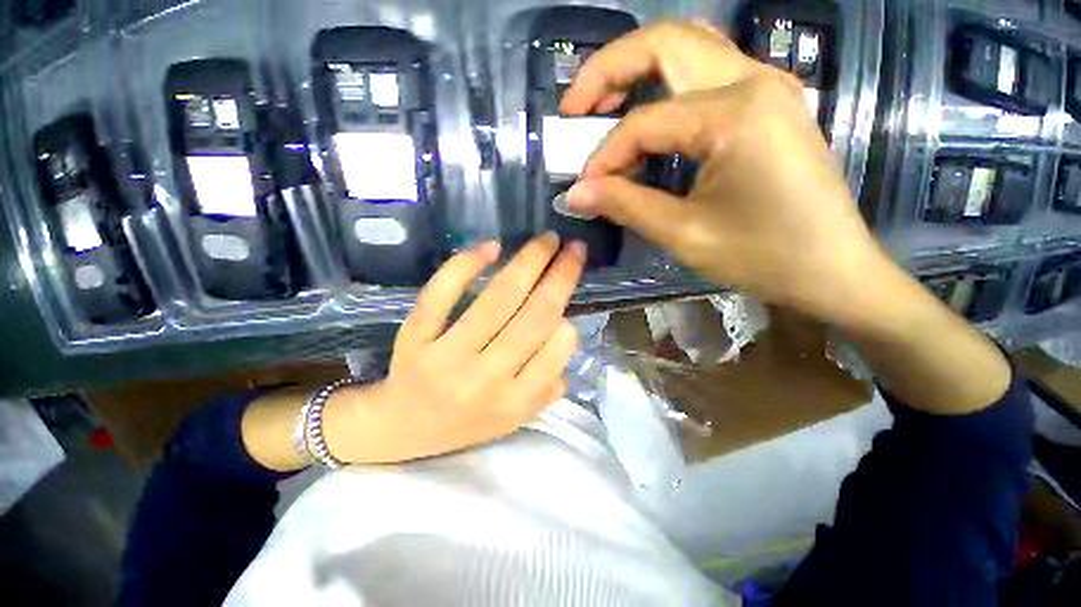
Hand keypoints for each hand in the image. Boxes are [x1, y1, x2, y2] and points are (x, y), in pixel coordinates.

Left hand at [325, 233, 584, 463]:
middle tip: (575, 248)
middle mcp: (484, 379)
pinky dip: (466, 266)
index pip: (554, 354)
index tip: (569, 301)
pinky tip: (491, 247)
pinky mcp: (416, 337)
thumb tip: (567, 337)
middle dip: (561, 276)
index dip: (567, 322)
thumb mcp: (512, 419)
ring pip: (498, 299)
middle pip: (534, 317)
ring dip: (528, 262)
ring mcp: (447, 355)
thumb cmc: (463, 423)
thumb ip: (546, 388)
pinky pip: (442, 294)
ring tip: (548, 239)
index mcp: (512, 403)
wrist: (399, 427)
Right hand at [561, 23, 891, 326]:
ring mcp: (767, 86)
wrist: (832, 269)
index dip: (605, 155)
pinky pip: (707, 76)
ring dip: (638, 71)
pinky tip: (650, 121)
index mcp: (736, 112)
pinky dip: (667, 89)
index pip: (645, 122)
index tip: (585, 188)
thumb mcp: (684, 234)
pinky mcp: (770, 103)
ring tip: (604, 108)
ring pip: (688, 50)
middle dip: (609, 70)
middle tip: (575, 108)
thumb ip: (625, 205)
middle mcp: (754, 80)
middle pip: (666, 43)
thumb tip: (575, 193)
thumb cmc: (764, 256)